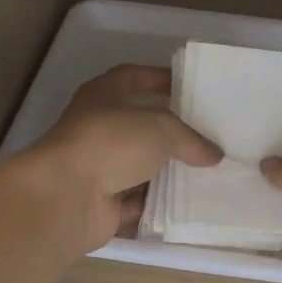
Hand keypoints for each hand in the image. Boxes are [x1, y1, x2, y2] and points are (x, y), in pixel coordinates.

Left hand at [24, 64, 219, 249]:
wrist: (67, 197)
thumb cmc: (110, 143)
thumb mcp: (161, 128)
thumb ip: (191, 139)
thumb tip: (214, 154)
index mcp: (103, 96)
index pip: (134, 77)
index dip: (160, 79)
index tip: (190, 88)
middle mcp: (98, 128)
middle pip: (141, 126)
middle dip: (173, 132)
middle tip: (209, 136)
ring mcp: (99, 168)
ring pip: (142, 167)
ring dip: (169, 172)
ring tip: (210, 173)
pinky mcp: (104, 203)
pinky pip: (140, 202)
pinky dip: (160, 204)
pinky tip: (191, 204)